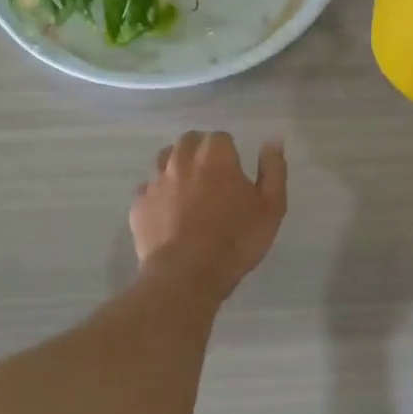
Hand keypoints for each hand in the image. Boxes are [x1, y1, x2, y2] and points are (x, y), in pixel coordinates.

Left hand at [131, 131, 287, 296]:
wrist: (186, 275)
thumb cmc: (235, 240)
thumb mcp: (272, 207)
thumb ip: (273, 169)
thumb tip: (272, 141)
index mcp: (215, 155)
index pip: (221, 138)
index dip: (229, 153)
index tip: (234, 174)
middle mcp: (181, 159)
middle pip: (189, 142)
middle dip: (200, 153)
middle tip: (212, 179)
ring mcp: (156, 180)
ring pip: (164, 160)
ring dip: (176, 167)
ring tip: (188, 191)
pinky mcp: (138, 204)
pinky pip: (148, 189)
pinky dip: (158, 195)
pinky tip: (167, 214)